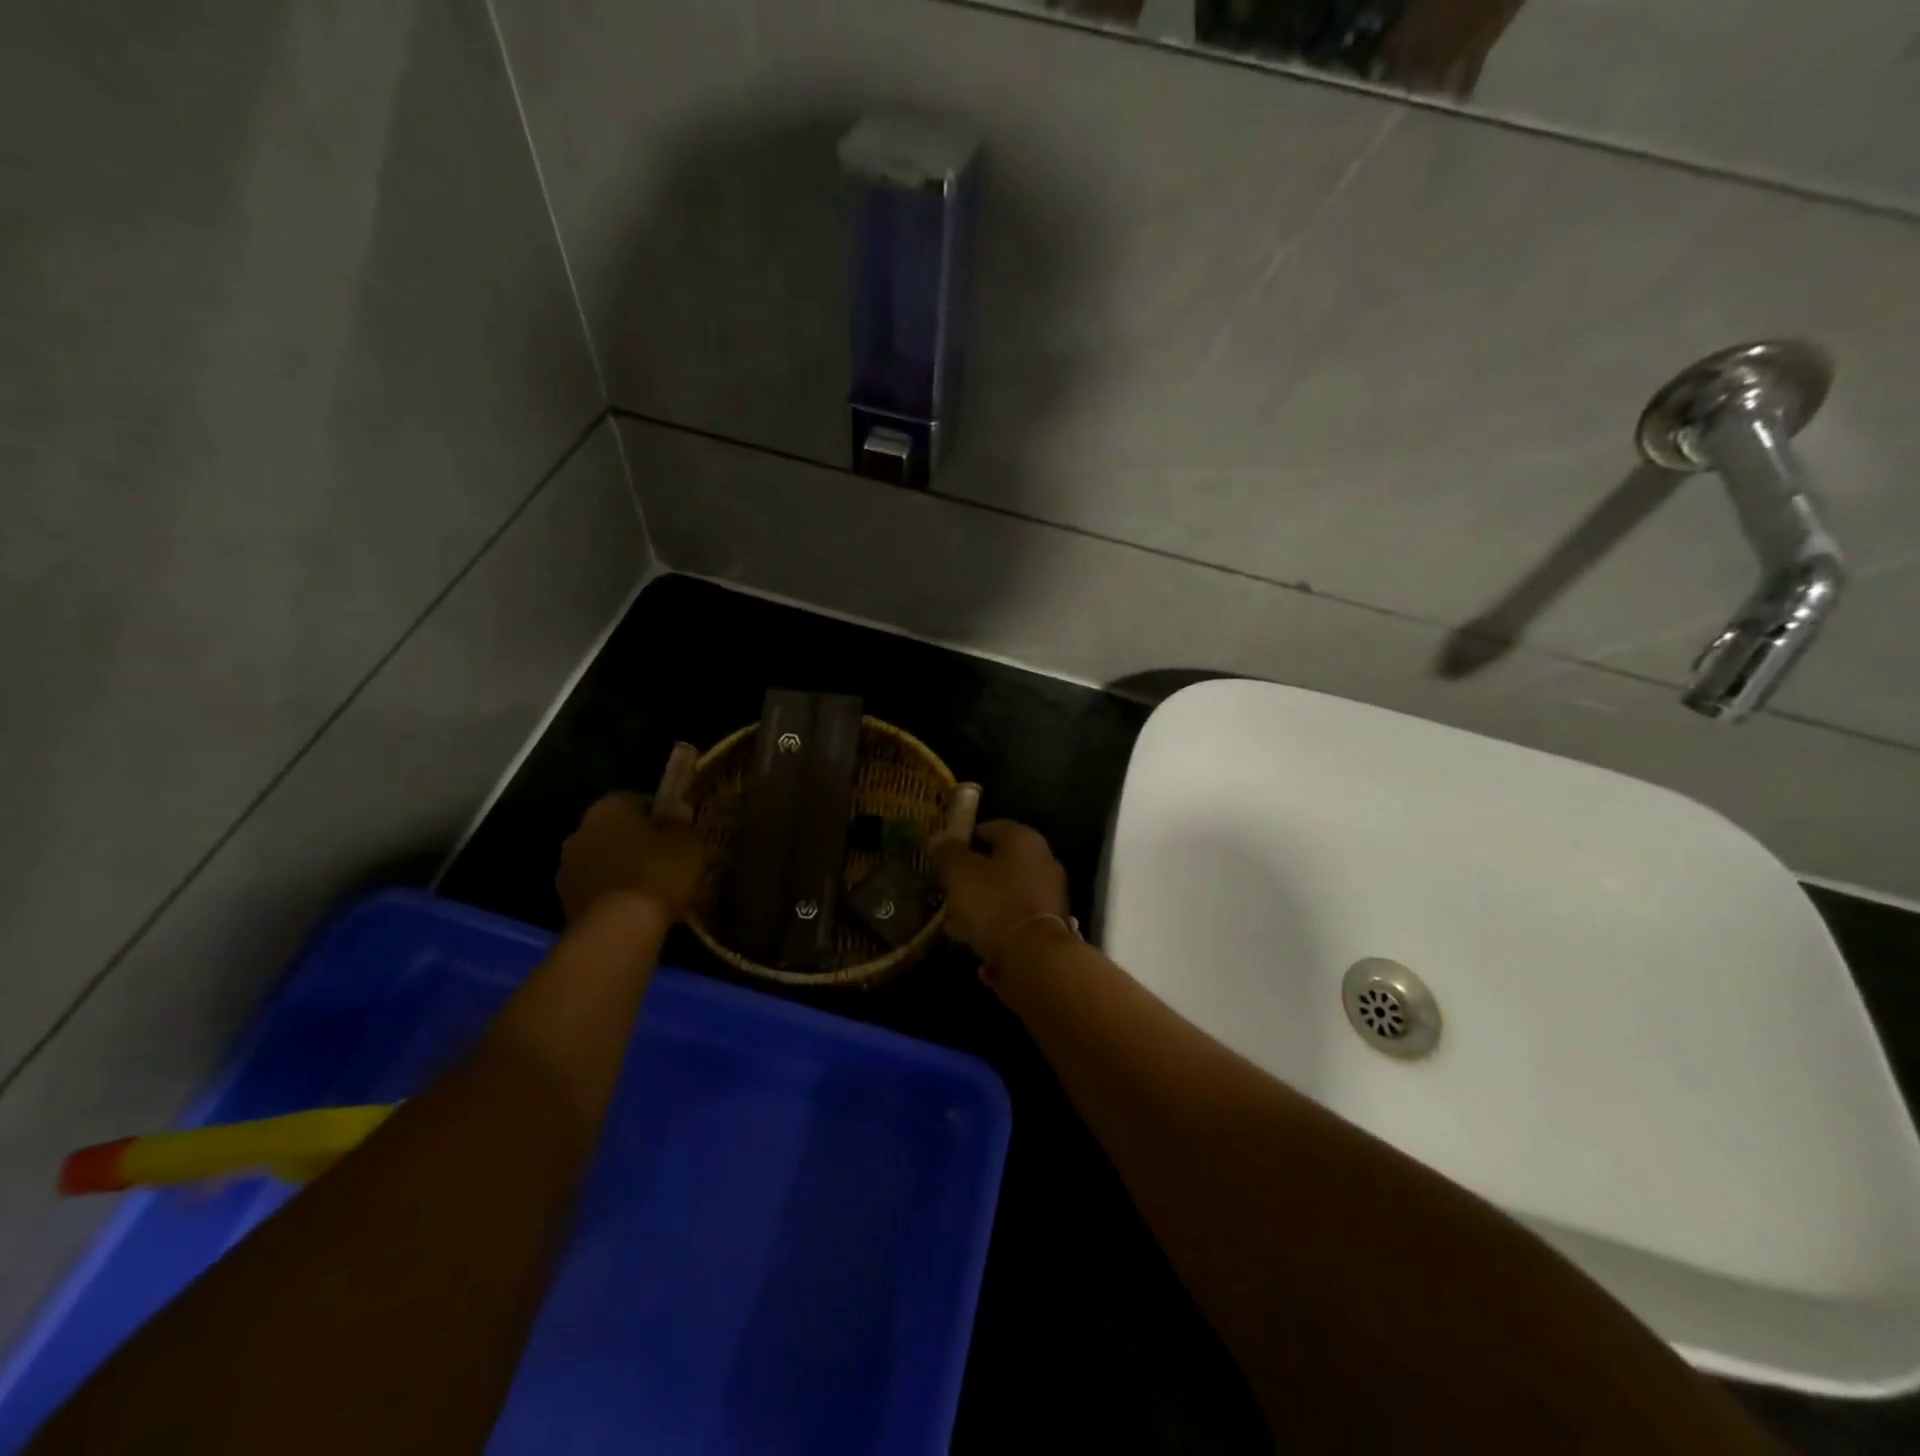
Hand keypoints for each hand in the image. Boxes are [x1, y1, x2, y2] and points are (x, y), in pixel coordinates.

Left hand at [556, 790, 706, 925]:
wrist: (618, 931)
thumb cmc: (657, 874)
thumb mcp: (687, 843)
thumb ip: (681, 823)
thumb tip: (676, 810)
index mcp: (608, 808)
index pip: (635, 799)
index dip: (659, 814)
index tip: (678, 831)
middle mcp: (580, 832)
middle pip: (615, 830)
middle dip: (637, 841)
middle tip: (666, 859)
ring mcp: (568, 869)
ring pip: (604, 860)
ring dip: (623, 869)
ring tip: (653, 887)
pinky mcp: (566, 903)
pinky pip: (598, 889)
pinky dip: (614, 894)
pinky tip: (637, 908)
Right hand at [930, 820, 1071, 971]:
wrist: (1033, 957)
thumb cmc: (994, 903)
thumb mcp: (959, 873)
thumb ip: (947, 853)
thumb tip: (941, 840)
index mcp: (1024, 839)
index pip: (989, 828)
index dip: (963, 840)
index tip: (942, 857)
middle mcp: (1044, 861)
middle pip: (998, 863)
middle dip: (971, 877)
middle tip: (946, 891)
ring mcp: (1050, 894)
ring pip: (1005, 893)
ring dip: (980, 904)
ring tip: (953, 923)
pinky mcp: (1049, 925)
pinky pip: (1014, 917)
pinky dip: (995, 924)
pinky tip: (973, 940)